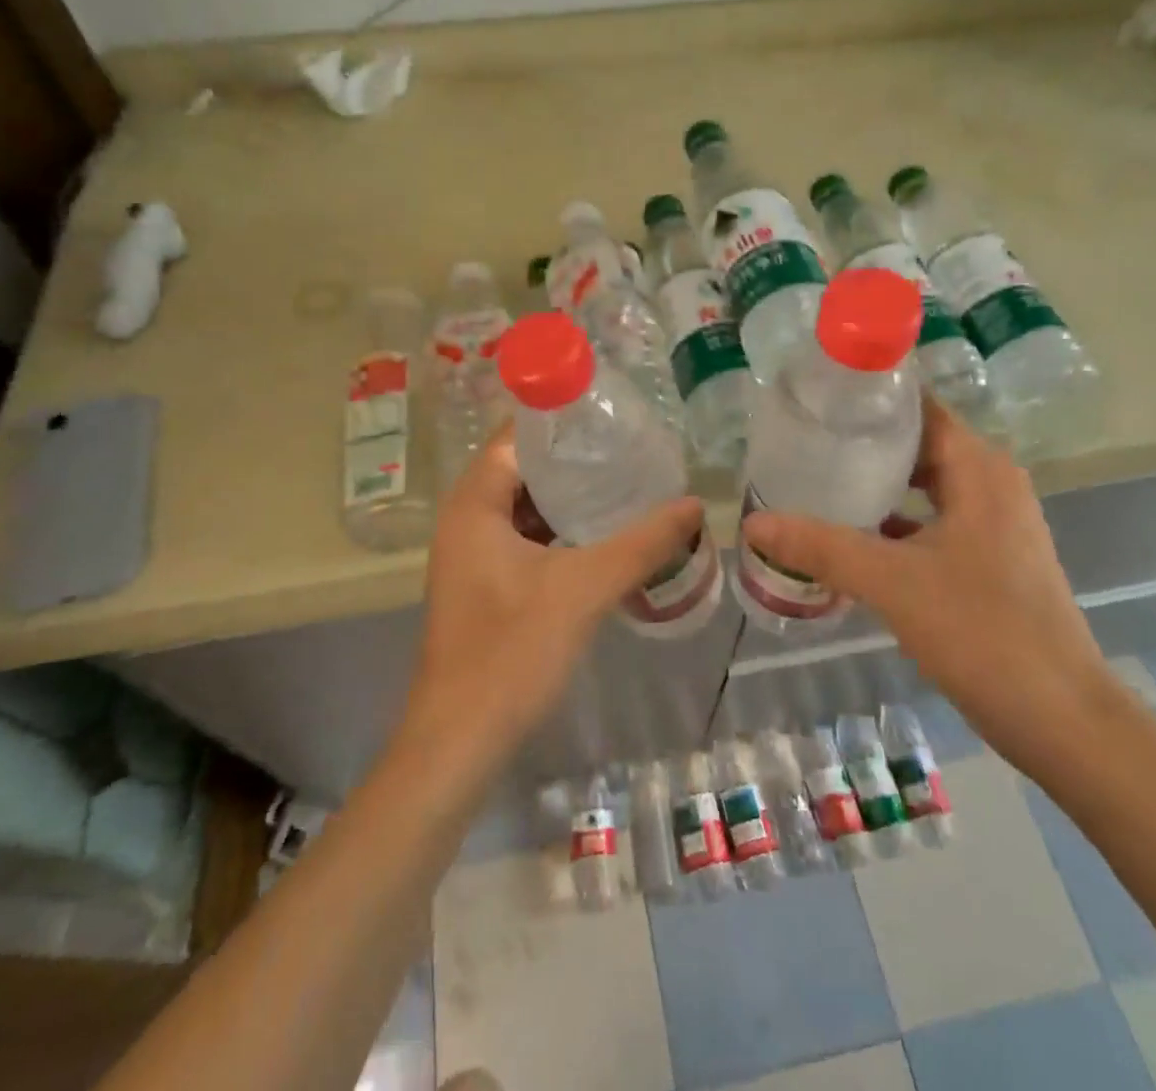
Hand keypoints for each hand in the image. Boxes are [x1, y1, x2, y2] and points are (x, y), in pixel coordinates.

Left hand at [402, 425, 703, 769]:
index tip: (613, 414)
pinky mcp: (484, 584)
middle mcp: (466, 519)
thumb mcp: (584, 589)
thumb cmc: (512, 652)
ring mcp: (473, 554)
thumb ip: (642, 543)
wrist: (461, 741)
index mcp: (474, 503)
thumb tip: (694, 505)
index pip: (517, 435)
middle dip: (575, 460)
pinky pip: (526, 538)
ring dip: (570, 498)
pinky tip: (605, 536)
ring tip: (627, 484)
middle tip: (631, 448)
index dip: (562, 420)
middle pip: (523, 468)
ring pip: (526, 507)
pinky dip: (561, 532)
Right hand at [741, 397, 1120, 770]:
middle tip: (801, 441)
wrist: (1063, 721)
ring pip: (924, 486)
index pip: (918, 407)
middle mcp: (991, 484)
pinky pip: (932, 522)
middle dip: (861, 443)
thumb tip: (752, 523)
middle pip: (916, 445)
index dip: (868, 398)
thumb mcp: (892, 582)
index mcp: (979, 469)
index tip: (814, 399)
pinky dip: (893, 523)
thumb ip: (821, 547)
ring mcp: (993, 524)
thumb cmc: (984, 632)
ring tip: (814, 481)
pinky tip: (848, 537)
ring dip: (875, 485)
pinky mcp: (989, 560)